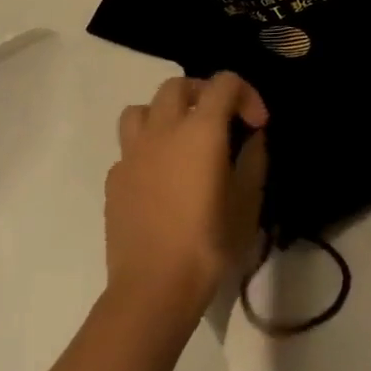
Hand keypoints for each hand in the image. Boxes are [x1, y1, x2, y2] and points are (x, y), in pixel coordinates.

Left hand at [105, 72, 267, 322]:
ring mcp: (132, 154)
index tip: (257, 124)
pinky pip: (129, 147)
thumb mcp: (248, 201)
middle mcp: (163, 130)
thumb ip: (253, 159)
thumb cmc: (209, 242)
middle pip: (178, 85)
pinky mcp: (114, 179)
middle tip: (221, 119)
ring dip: (165, 113)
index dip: (246, 94)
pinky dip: (147, 149)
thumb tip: (252, 138)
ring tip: (181, 138)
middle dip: (203, 93)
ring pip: (142, 109)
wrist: (154, 288)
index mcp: (201, 130)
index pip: (224, 83)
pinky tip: (161, 177)